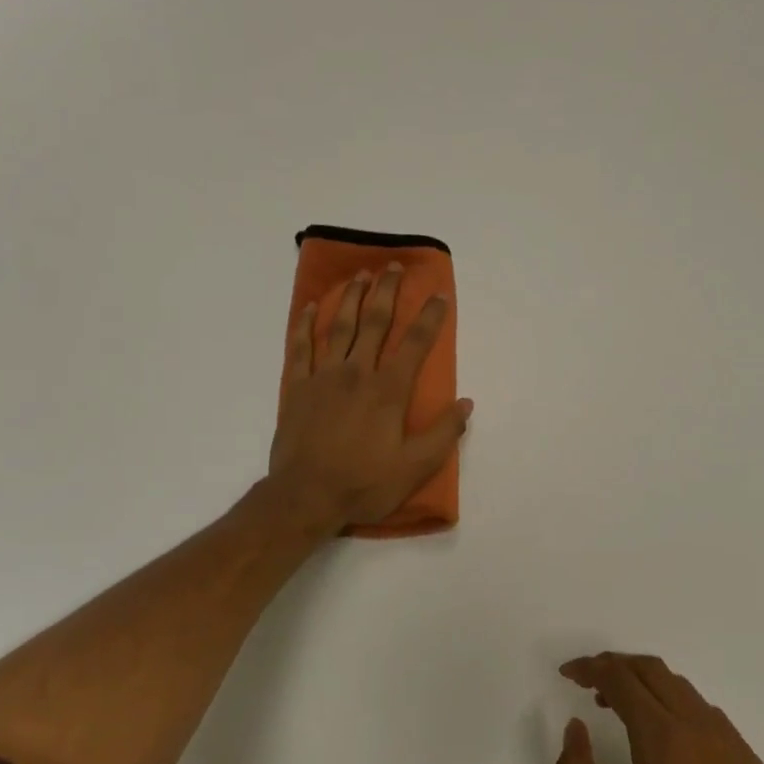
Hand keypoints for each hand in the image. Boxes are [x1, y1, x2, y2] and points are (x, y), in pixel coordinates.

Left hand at [271, 263, 471, 530]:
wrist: (305, 496)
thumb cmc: (364, 483)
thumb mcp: (415, 467)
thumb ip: (443, 433)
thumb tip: (466, 403)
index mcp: (388, 391)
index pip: (415, 345)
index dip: (429, 317)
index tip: (438, 295)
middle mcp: (357, 373)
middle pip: (374, 323)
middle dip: (386, 292)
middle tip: (393, 267)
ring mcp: (323, 377)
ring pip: (339, 327)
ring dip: (350, 298)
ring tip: (359, 275)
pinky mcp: (297, 388)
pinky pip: (300, 347)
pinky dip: (304, 325)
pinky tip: (310, 307)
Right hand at [556, 653, 763, 763]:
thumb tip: (575, 727)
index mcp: (666, 741)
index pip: (622, 680)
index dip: (591, 669)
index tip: (566, 674)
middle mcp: (703, 730)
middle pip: (655, 672)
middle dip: (616, 667)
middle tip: (587, 682)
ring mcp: (733, 746)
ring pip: (684, 691)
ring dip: (647, 686)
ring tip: (618, 709)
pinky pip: (708, 717)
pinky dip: (676, 708)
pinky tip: (664, 742)